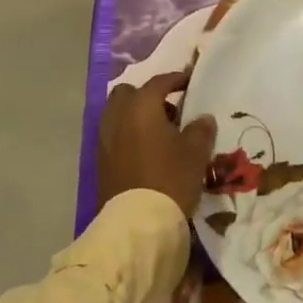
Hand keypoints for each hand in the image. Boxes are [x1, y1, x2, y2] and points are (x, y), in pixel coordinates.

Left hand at [97, 71, 216, 218]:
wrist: (137, 223)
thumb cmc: (170, 178)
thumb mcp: (196, 152)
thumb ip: (200, 129)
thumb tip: (202, 118)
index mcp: (141, 107)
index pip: (159, 82)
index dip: (177, 79)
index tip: (190, 81)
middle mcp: (117, 117)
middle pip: (128, 93)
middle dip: (147, 95)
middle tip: (169, 109)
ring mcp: (104, 140)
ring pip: (117, 114)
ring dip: (135, 116)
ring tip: (159, 132)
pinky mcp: (100, 161)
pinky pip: (114, 135)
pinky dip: (127, 134)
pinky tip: (146, 151)